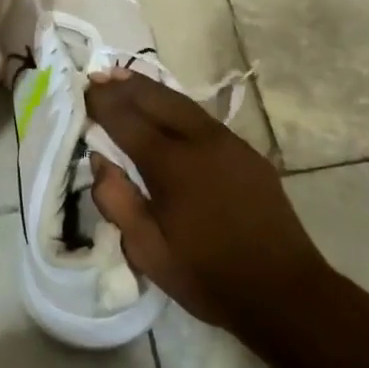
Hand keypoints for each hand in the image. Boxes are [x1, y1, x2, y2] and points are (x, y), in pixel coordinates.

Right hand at [86, 72, 329, 339]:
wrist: (285, 292)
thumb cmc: (209, 276)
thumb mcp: (148, 252)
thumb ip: (117, 201)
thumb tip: (100, 161)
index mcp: (172, 165)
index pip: (127, 120)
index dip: (103, 103)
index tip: (83, 90)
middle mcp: (201, 142)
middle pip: (157, 99)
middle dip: (125, 85)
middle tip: (99, 74)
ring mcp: (230, 144)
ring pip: (184, 104)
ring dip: (152, 90)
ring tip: (126, 80)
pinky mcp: (248, 154)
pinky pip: (204, 119)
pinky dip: (177, 107)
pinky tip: (168, 113)